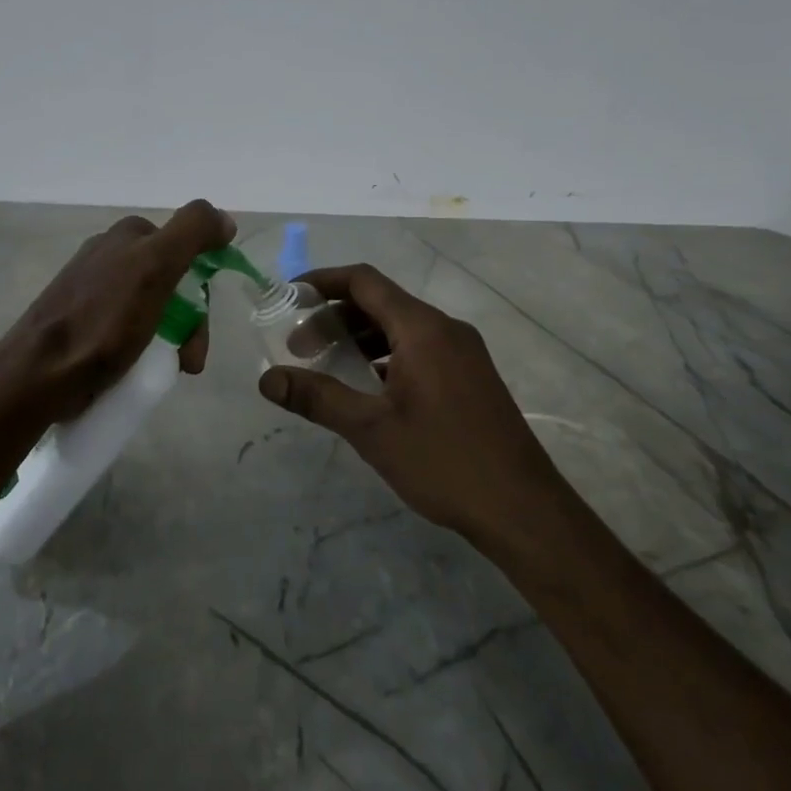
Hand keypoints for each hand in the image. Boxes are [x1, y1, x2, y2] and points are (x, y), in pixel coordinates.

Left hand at [0, 199, 235, 424]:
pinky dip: (142, 348)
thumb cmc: (102, 322)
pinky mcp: (81, 322)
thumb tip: (225, 219)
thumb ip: (192, 232)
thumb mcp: (155, 267)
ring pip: (152, 310)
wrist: (39, 375)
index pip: (186, 251)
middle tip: (187, 360)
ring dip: (171, 341)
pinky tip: (138, 369)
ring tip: (169, 372)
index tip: (199, 328)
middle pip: (171, 283)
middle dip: (188, 323)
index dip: (200, 289)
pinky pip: (127, 329)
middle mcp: (110, 255)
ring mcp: (92, 290)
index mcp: (128, 236)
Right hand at [258, 264, 565, 538]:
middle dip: (335, 317)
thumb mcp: (371, 429)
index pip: (364, 281)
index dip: (323, 281)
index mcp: (422, 329)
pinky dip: (385, 356)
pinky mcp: (471, 377)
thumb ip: (317, 397)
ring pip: (400, 328)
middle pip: (381, 302)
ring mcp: (463, 353)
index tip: (288, 297)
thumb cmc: (443, 461)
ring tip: (327, 366)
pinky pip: (419, 349)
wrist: (523, 509)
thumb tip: (267, 379)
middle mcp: (446, 330)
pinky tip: (367, 388)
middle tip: (298, 348)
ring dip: (360, 338)